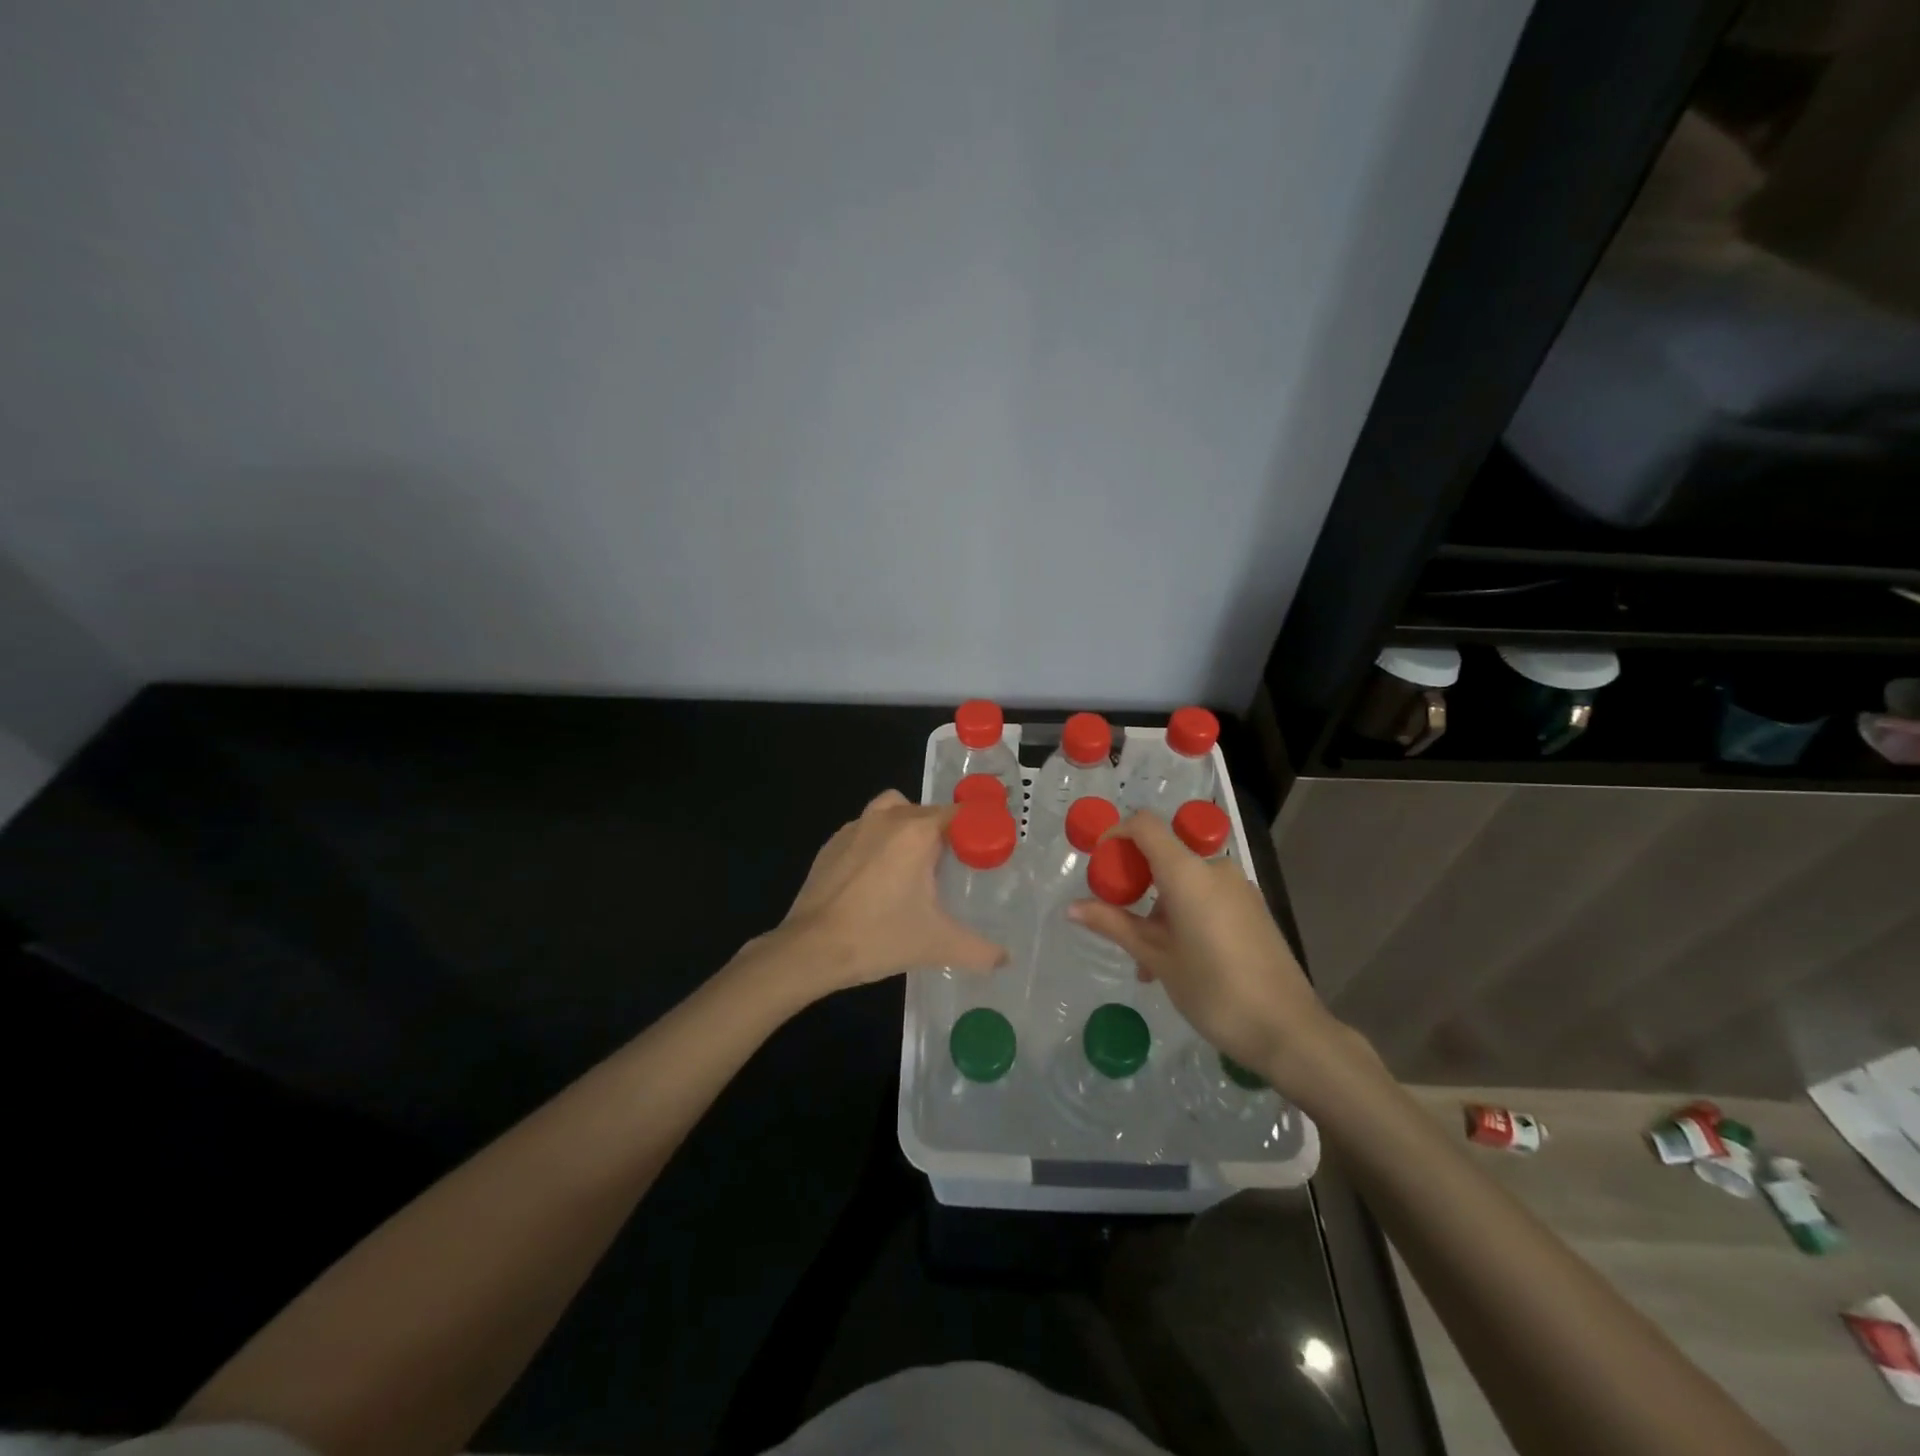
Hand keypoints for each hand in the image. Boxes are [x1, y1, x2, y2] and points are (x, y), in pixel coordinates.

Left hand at [775, 789, 1005, 996]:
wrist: (810, 949)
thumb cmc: (879, 937)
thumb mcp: (938, 945)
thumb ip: (980, 950)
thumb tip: (1006, 959)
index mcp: (916, 831)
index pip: (958, 814)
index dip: (974, 831)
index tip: (983, 855)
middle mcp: (887, 818)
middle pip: (926, 812)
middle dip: (942, 833)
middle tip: (951, 870)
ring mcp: (854, 828)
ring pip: (892, 812)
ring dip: (907, 828)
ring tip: (913, 867)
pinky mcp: (831, 844)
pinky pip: (865, 830)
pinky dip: (877, 843)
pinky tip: (877, 880)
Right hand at [1068, 812, 1345, 1094]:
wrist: (1288, 1030)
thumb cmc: (1213, 991)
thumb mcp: (1157, 958)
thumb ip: (1113, 925)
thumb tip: (1072, 908)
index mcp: (1188, 873)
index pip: (1145, 825)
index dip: (1116, 834)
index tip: (1098, 865)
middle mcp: (1215, 870)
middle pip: (1163, 855)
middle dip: (1135, 884)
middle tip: (1118, 924)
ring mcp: (1239, 889)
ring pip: (1185, 882)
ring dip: (1158, 909)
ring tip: (1148, 964)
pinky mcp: (1253, 909)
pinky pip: (1207, 897)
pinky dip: (1184, 915)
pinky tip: (1179, 962)